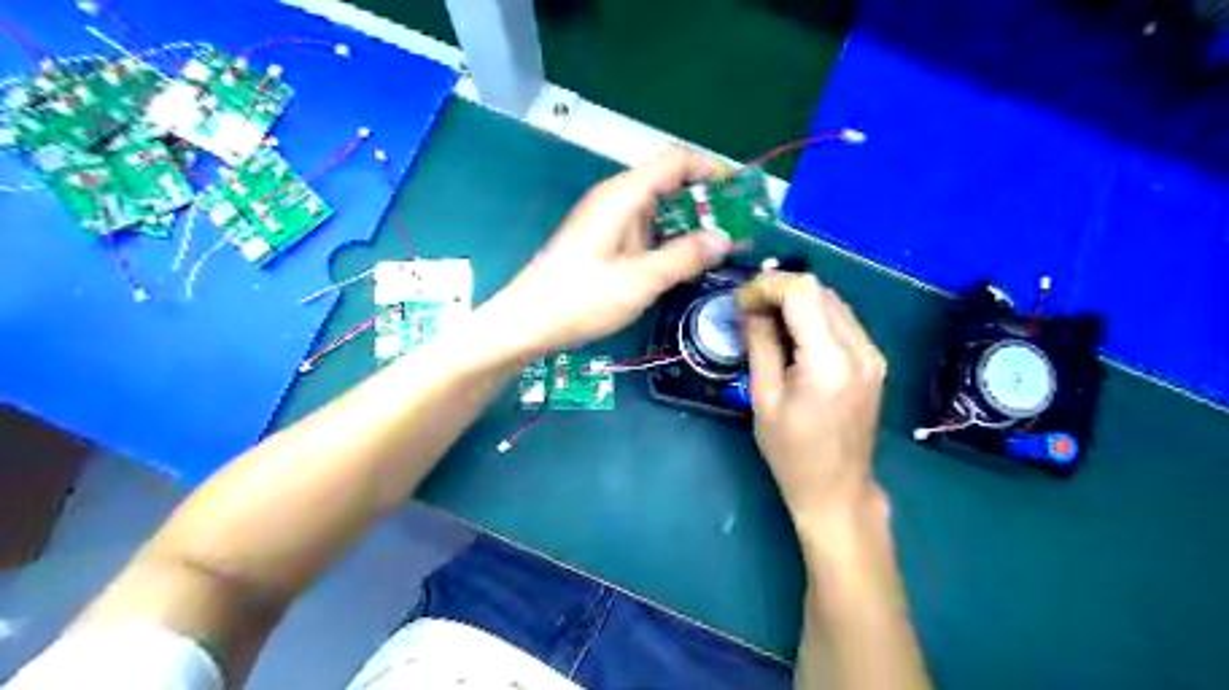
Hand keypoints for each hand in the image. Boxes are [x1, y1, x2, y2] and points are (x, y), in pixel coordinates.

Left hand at [481, 149, 727, 356]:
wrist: (528, 321)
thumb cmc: (581, 298)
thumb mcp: (640, 280)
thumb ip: (685, 257)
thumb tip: (725, 239)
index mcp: (624, 195)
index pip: (676, 160)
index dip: (712, 170)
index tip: (741, 194)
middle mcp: (617, 199)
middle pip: (670, 183)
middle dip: (706, 201)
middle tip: (738, 228)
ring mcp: (609, 220)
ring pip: (659, 209)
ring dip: (690, 223)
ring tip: (722, 247)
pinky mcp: (604, 240)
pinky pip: (645, 230)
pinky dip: (670, 239)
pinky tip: (686, 261)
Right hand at [737, 272, 882, 531]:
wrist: (837, 489)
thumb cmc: (792, 453)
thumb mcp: (764, 398)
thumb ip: (760, 344)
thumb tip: (749, 307)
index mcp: (829, 361)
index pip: (803, 292)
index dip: (768, 285)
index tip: (741, 300)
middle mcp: (860, 349)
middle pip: (819, 291)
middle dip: (779, 290)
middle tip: (748, 308)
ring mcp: (872, 354)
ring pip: (832, 301)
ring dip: (796, 301)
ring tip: (766, 319)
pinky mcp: (874, 361)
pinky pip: (841, 321)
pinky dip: (813, 316)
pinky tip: (792, 333)